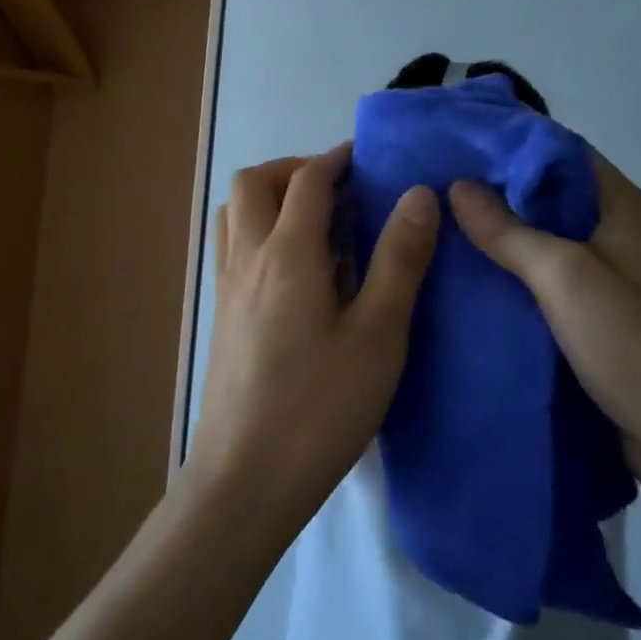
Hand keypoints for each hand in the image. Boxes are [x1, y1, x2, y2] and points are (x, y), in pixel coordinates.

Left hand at [187, 145, 439, 539]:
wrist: (245, 479)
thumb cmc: (320, 407)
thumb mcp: (378, 335)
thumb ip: (399, 260)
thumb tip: (419, 195)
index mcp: (288, 253)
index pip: (308, 180)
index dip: (338, 160)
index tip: (367, 160)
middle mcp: (248, 256)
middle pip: (256, 180)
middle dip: (296, 170)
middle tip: (339, 192)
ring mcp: (227, 285)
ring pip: (235, 210)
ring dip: (270, 196)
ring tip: (314, 223)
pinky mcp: (221, 312)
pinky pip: (231, 243)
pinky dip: (257, 228)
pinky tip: (292, 269)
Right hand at [449, 152, 640, 502]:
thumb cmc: (637, 346)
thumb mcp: (565, 278)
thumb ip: (509, 231)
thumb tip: (458, 185)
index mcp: (621, 206)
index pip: (558, 151)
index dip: (507, 143)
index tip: (454, 144)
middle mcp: (618, 231)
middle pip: (548, 193)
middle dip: (494, 189)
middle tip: (433, 187)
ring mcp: (612, 275)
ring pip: (545, 238)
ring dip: (501, 233)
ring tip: (440, 227)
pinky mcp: (601, 315)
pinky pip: (548, 279)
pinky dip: (513, 272)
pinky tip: (471, 278)